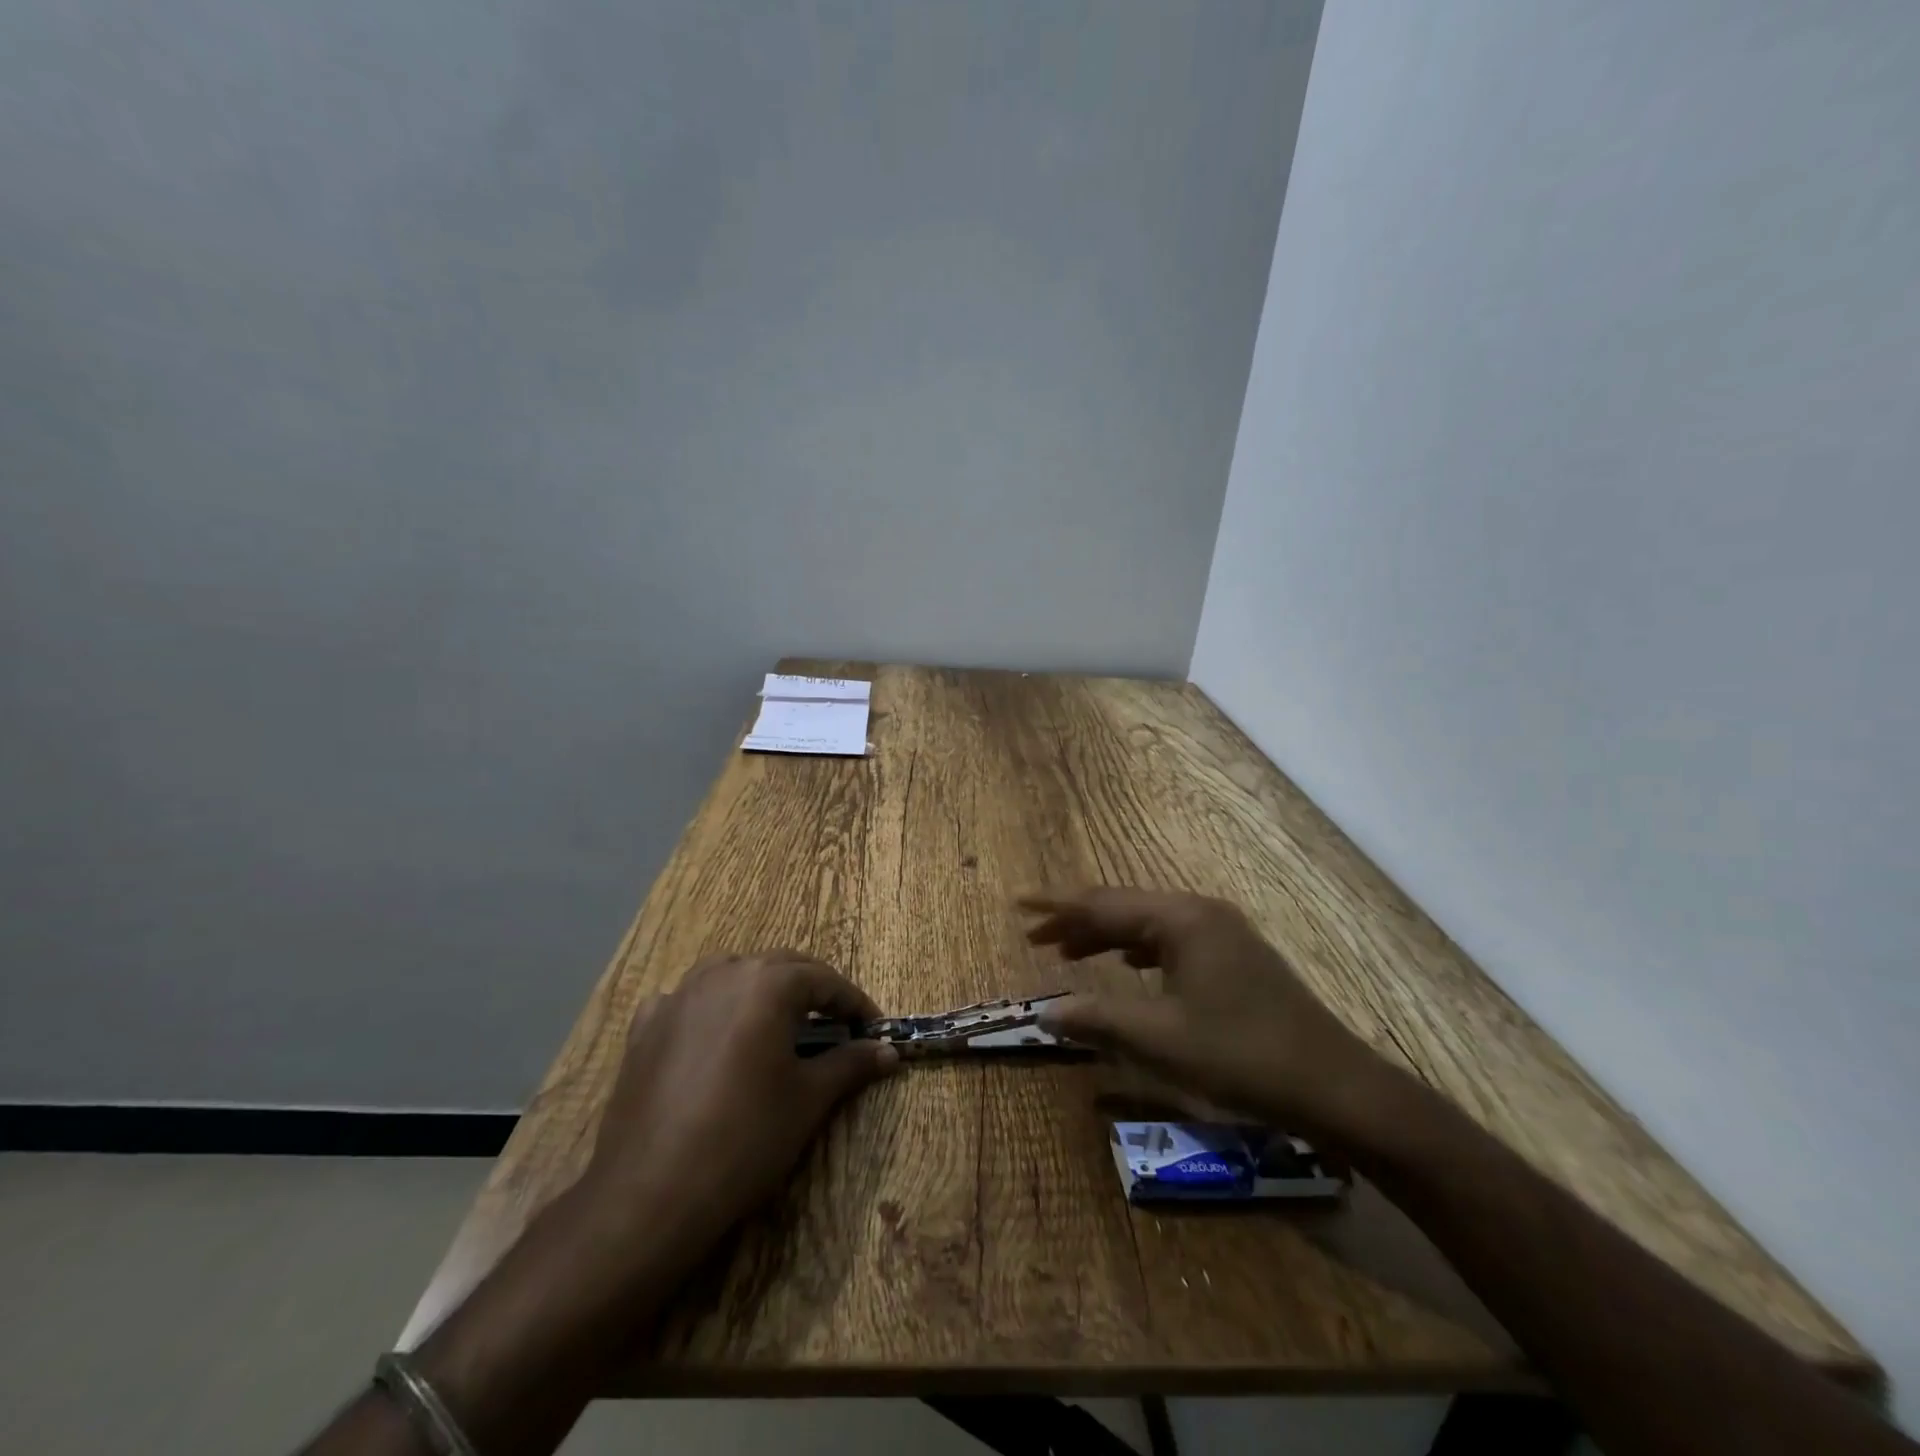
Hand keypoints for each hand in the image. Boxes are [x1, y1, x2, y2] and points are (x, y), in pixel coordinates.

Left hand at [578, 952, 897, 1263]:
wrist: (651, 1192)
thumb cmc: (745, 1137)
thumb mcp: (808, 1099)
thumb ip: (851, 1064)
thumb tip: (888, 1052)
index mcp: (768, 983)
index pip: (825, 980)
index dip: (855, 1003)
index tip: (874, 1029)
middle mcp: (723, 973)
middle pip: (781, 967)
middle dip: (813, 991)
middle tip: (837, 1025)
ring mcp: (678, 995)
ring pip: (733, 974)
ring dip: (762, 990)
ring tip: (778, 1024)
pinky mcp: (645, 1026)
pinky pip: (687, 1000)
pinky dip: (710, 1009)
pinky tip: (713, 1037)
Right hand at [1022, 888, 1397, 1146]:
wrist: (1336, 1087)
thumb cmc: (1242, 1055)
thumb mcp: (1160, 1039)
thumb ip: (1098, 1018)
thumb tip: (1045, 1012)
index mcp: (1181, 919)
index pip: (1104, 904)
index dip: (1057, 906)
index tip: (1017, 903)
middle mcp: (1200, 914)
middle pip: (1125, 909)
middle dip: (1078, 922)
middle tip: (1034, 937)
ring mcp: (1222, 934)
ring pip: (1148, 926)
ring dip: (1106, 937)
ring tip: (1067, 953)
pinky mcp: (1234, 958)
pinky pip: (1170, 943)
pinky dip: (1137, 952)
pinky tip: (1127, 969)